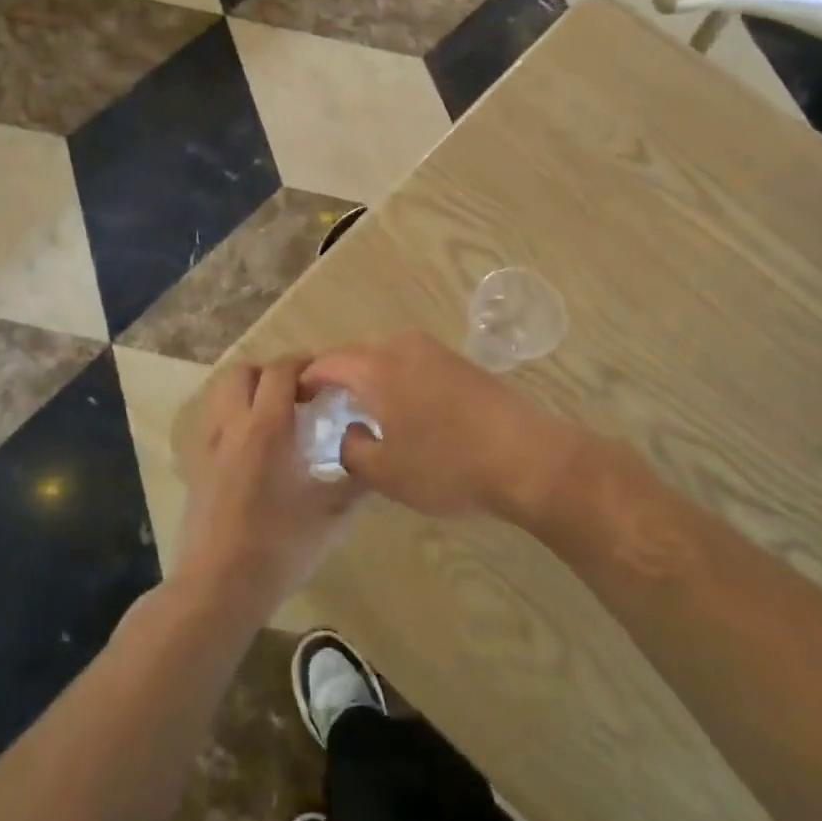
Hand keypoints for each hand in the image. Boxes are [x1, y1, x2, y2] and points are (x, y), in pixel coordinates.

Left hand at [174, 356, 364, 623]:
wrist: (218, 587)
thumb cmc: (279, 547)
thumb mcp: (331, 515)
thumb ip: (357, 481)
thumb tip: (377, 458)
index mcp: (266, 428)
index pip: (281, 370)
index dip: (304, 364)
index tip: (327, 376)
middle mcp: (232, 426)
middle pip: (243, 372)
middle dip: (271, 371)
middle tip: (300, 392)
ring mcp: (208, 447)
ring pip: (222, 395)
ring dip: (249, 392)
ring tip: (276, 415)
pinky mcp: (196, 469)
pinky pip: (214, 424)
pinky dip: (235, 419)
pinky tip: (255, 450)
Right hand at [301, 332, 584, 521]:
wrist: (527, 458)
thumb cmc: (447, 467)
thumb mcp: (386, 473)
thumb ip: (353, 449)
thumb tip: (351, 433)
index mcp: (376, 368)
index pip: (327, 364)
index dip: (306, 380)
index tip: (294, 398)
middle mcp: (403, 347)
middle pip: (356, 353)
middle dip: (336, 375)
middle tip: (324, 403)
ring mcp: (436, 351)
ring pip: (386, 356)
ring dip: (369, 375)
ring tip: (362, 406)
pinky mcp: (461, 363)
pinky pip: (413, 362)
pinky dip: (396, 378)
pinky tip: (403, 406)